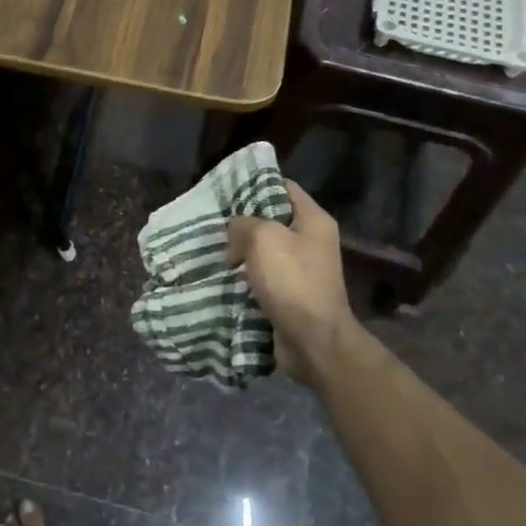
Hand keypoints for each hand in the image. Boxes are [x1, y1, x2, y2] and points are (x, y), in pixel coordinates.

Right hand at [227, 180, 356, 388]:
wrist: (313, 341)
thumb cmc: (293, 281)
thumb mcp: (263, 238)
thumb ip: (243, 224)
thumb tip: (235, 232)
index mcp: (313, 220)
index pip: (283, 187)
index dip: (255, 184)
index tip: (226, 189)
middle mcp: (310, 241)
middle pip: (271, 219)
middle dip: (242, 221)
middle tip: (212, 221)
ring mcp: (301, 269)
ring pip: (263, 250)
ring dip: (239, 251)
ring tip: (211, 248)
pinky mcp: (290, 294)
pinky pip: (262, 276)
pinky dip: (244, 276)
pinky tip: (221, 275)